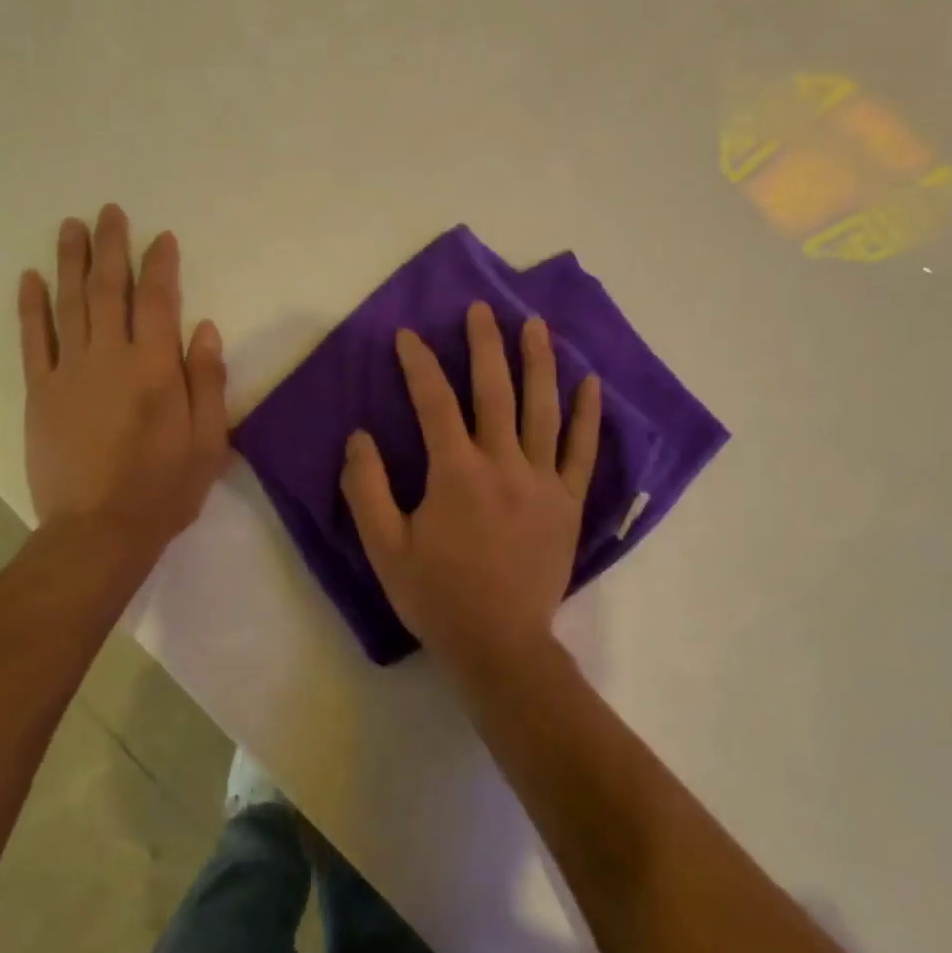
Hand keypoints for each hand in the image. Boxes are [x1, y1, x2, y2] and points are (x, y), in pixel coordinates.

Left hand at [18, 204, 229, 552]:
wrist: (99, 531)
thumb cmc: (164, 488)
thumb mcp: (208, 441)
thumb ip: (207, 381)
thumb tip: (204, 328)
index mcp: (156, 369)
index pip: (159, 301)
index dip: (160, 265)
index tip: (161, 237)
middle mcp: (111, 358)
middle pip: (110, 289)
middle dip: (111, 247)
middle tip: (109, 211)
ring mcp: (69, 372)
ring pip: (70, 303)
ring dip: (70, 261)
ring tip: (71, 226)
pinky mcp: (40, 392)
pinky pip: (33, 339)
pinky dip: (31, 306)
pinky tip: (31, 278)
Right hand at [340, 301, 600, 673]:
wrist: (499, 644)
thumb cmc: (436, 595)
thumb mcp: (383, 547)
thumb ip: (365, 488)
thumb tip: (361, 437)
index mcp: (456, 472)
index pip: (434, 402)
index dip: (418, 364)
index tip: (407, 336)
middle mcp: (503, 464)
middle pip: (495, 391)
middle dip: (485, 345)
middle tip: (482, 309)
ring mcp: (542, 481)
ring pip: (543, 410)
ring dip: (539, 362)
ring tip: (535, 325)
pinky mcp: (568, 503)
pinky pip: (583, 451)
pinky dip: (588, 416)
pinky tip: (591, 384)